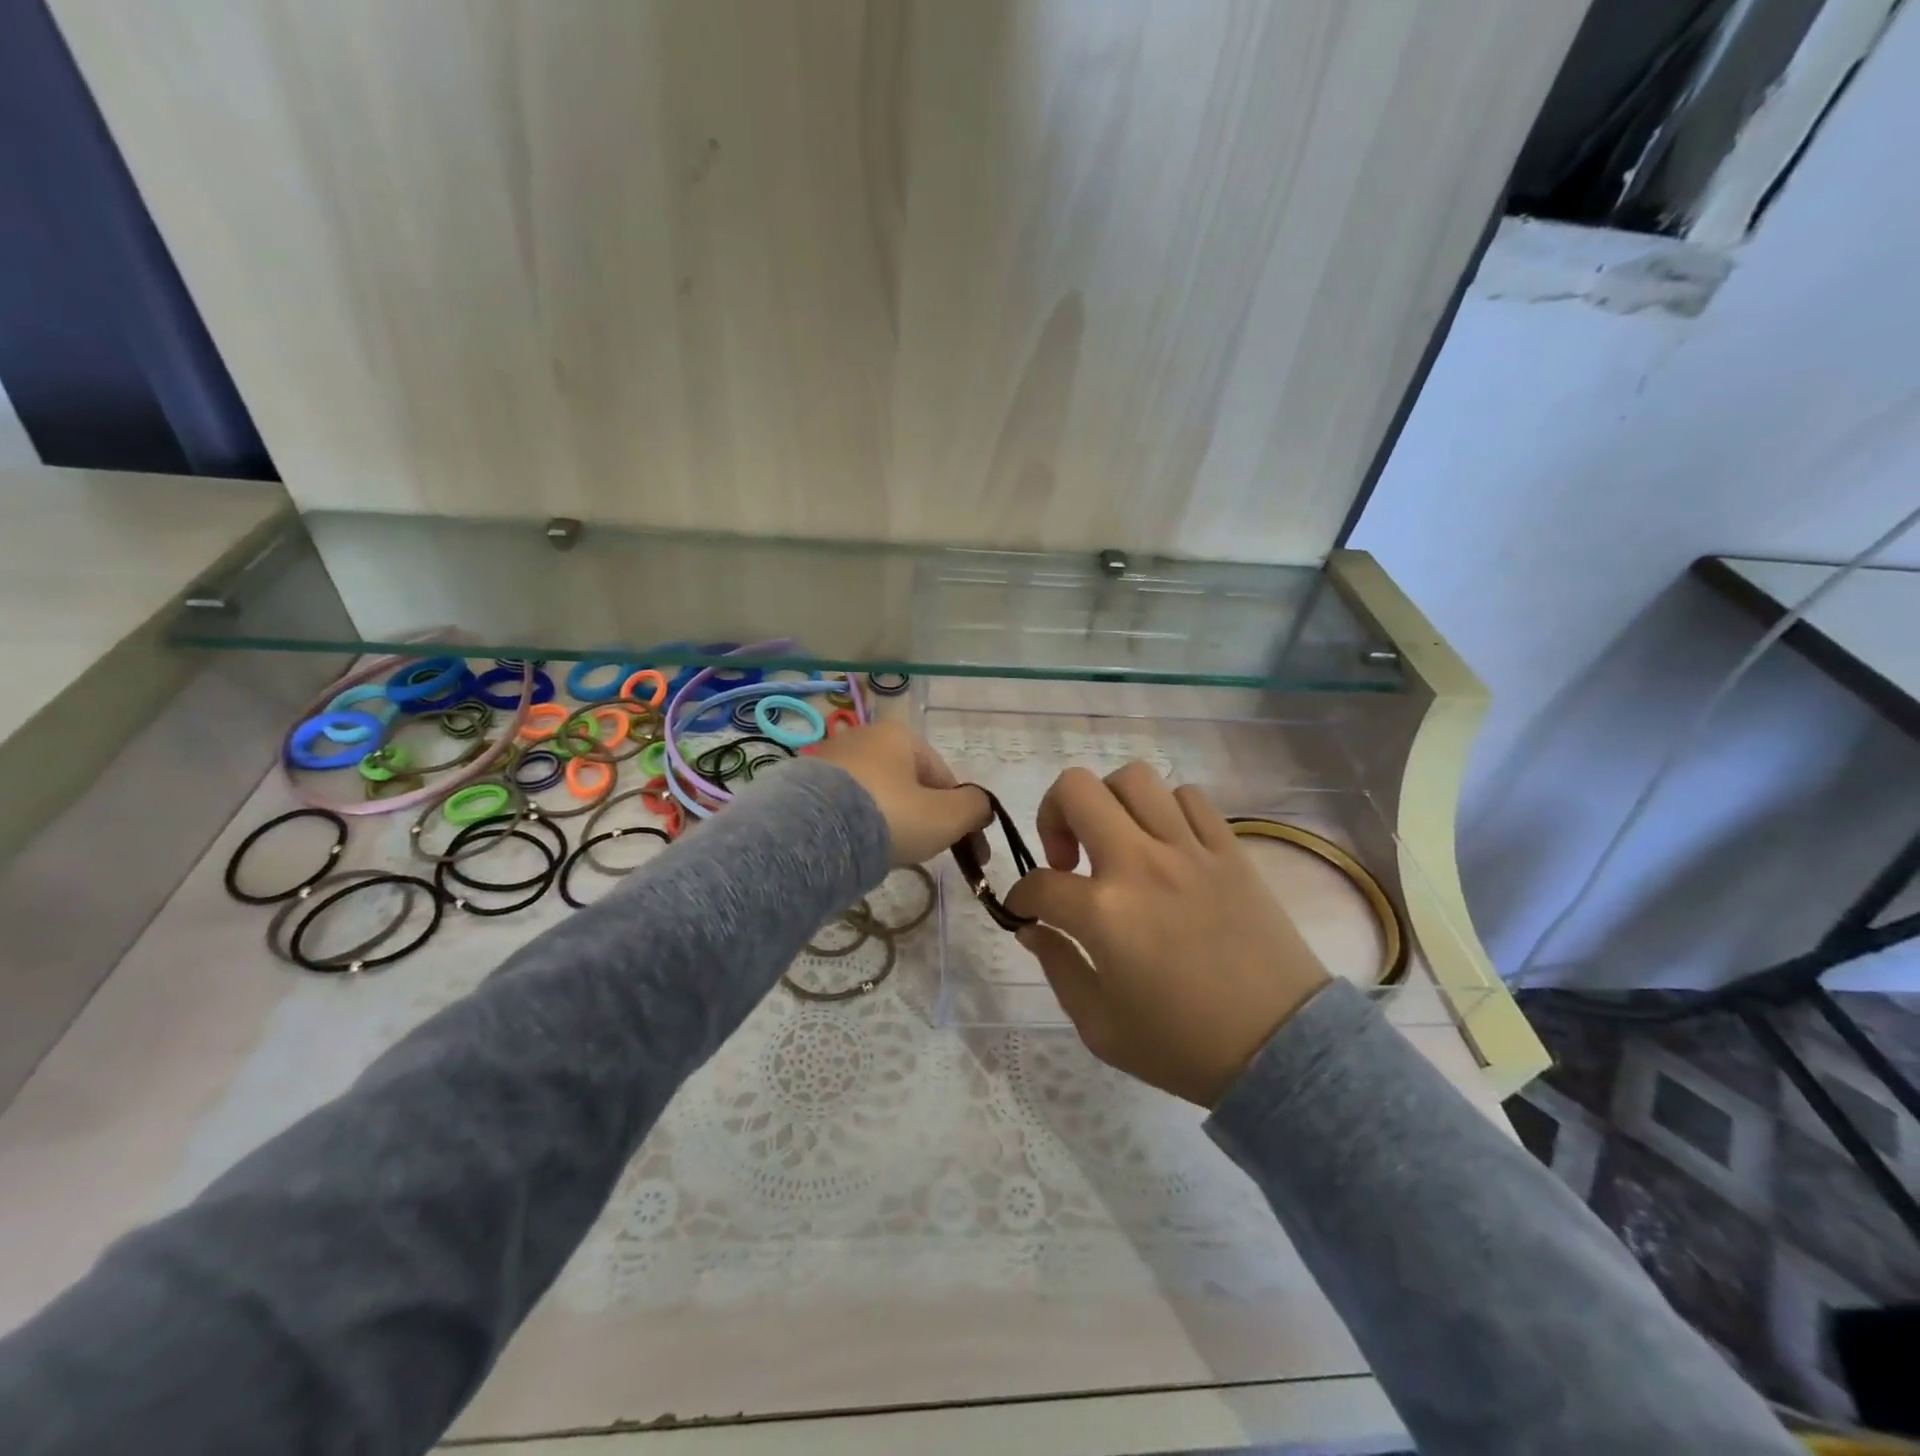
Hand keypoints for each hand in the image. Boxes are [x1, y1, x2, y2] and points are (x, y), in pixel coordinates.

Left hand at [808, 721, 991, 866]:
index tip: (968, 851)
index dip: (960, 815)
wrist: (812, 835)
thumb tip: (982, 807)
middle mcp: (862, 736)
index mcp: (899, 735)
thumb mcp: (946, 816)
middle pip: (908, 784)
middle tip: (926, 852)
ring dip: (890, 821)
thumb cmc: (889, 817)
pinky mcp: (802, 784)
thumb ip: (975, 808)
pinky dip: (857, 824)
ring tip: (888, 854)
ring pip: (876, 794)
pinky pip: (845, 806)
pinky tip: (857, 848)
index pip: (943, 777)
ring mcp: (828, 759)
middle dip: (923, 817)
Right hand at [1004, 763, 1331, 1106]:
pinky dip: (1166, 809)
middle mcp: (1140, 863)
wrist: (1280, 1049)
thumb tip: (1033, 928)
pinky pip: (1189, 797)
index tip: (1029, 911)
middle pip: (1076, 790)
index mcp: (1104, 913)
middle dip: (1051, 814)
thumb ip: (1057, 967)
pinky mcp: (1229, 849)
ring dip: (1109, 803)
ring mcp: (1189, 849)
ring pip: (1134, 778)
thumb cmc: (1183, 1046)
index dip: (1022, 897)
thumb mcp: (1100, 1027)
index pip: (1039, 883)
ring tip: (1115, 841)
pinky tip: (1165, 844)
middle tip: (1065, 857)